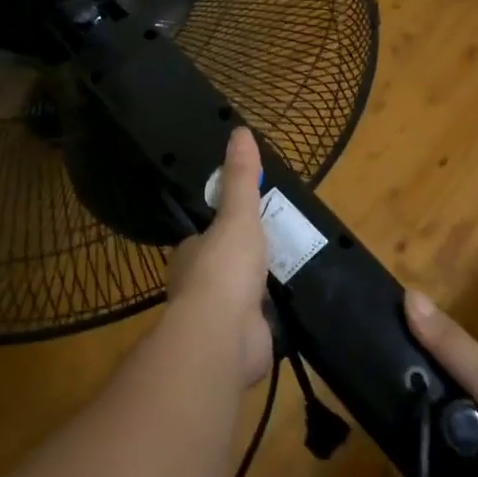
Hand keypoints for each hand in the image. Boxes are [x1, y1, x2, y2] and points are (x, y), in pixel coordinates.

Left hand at [164, 128, 273, 385]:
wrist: (224, 336)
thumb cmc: (225, 268)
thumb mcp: (238, 215)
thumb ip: (241, 178)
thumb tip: (239, 130)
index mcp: (191, 256)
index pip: (203, 239)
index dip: (221, 231)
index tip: (243, 224)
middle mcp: (198, 288)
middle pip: (221, 269)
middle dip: (241, 264)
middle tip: (273, 250)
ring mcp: (219, 320)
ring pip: (238, 301)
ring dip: (255, 294)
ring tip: (285, 279)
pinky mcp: (240, 345)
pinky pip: (257, 328)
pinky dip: (269, 322)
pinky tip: (287, 314)